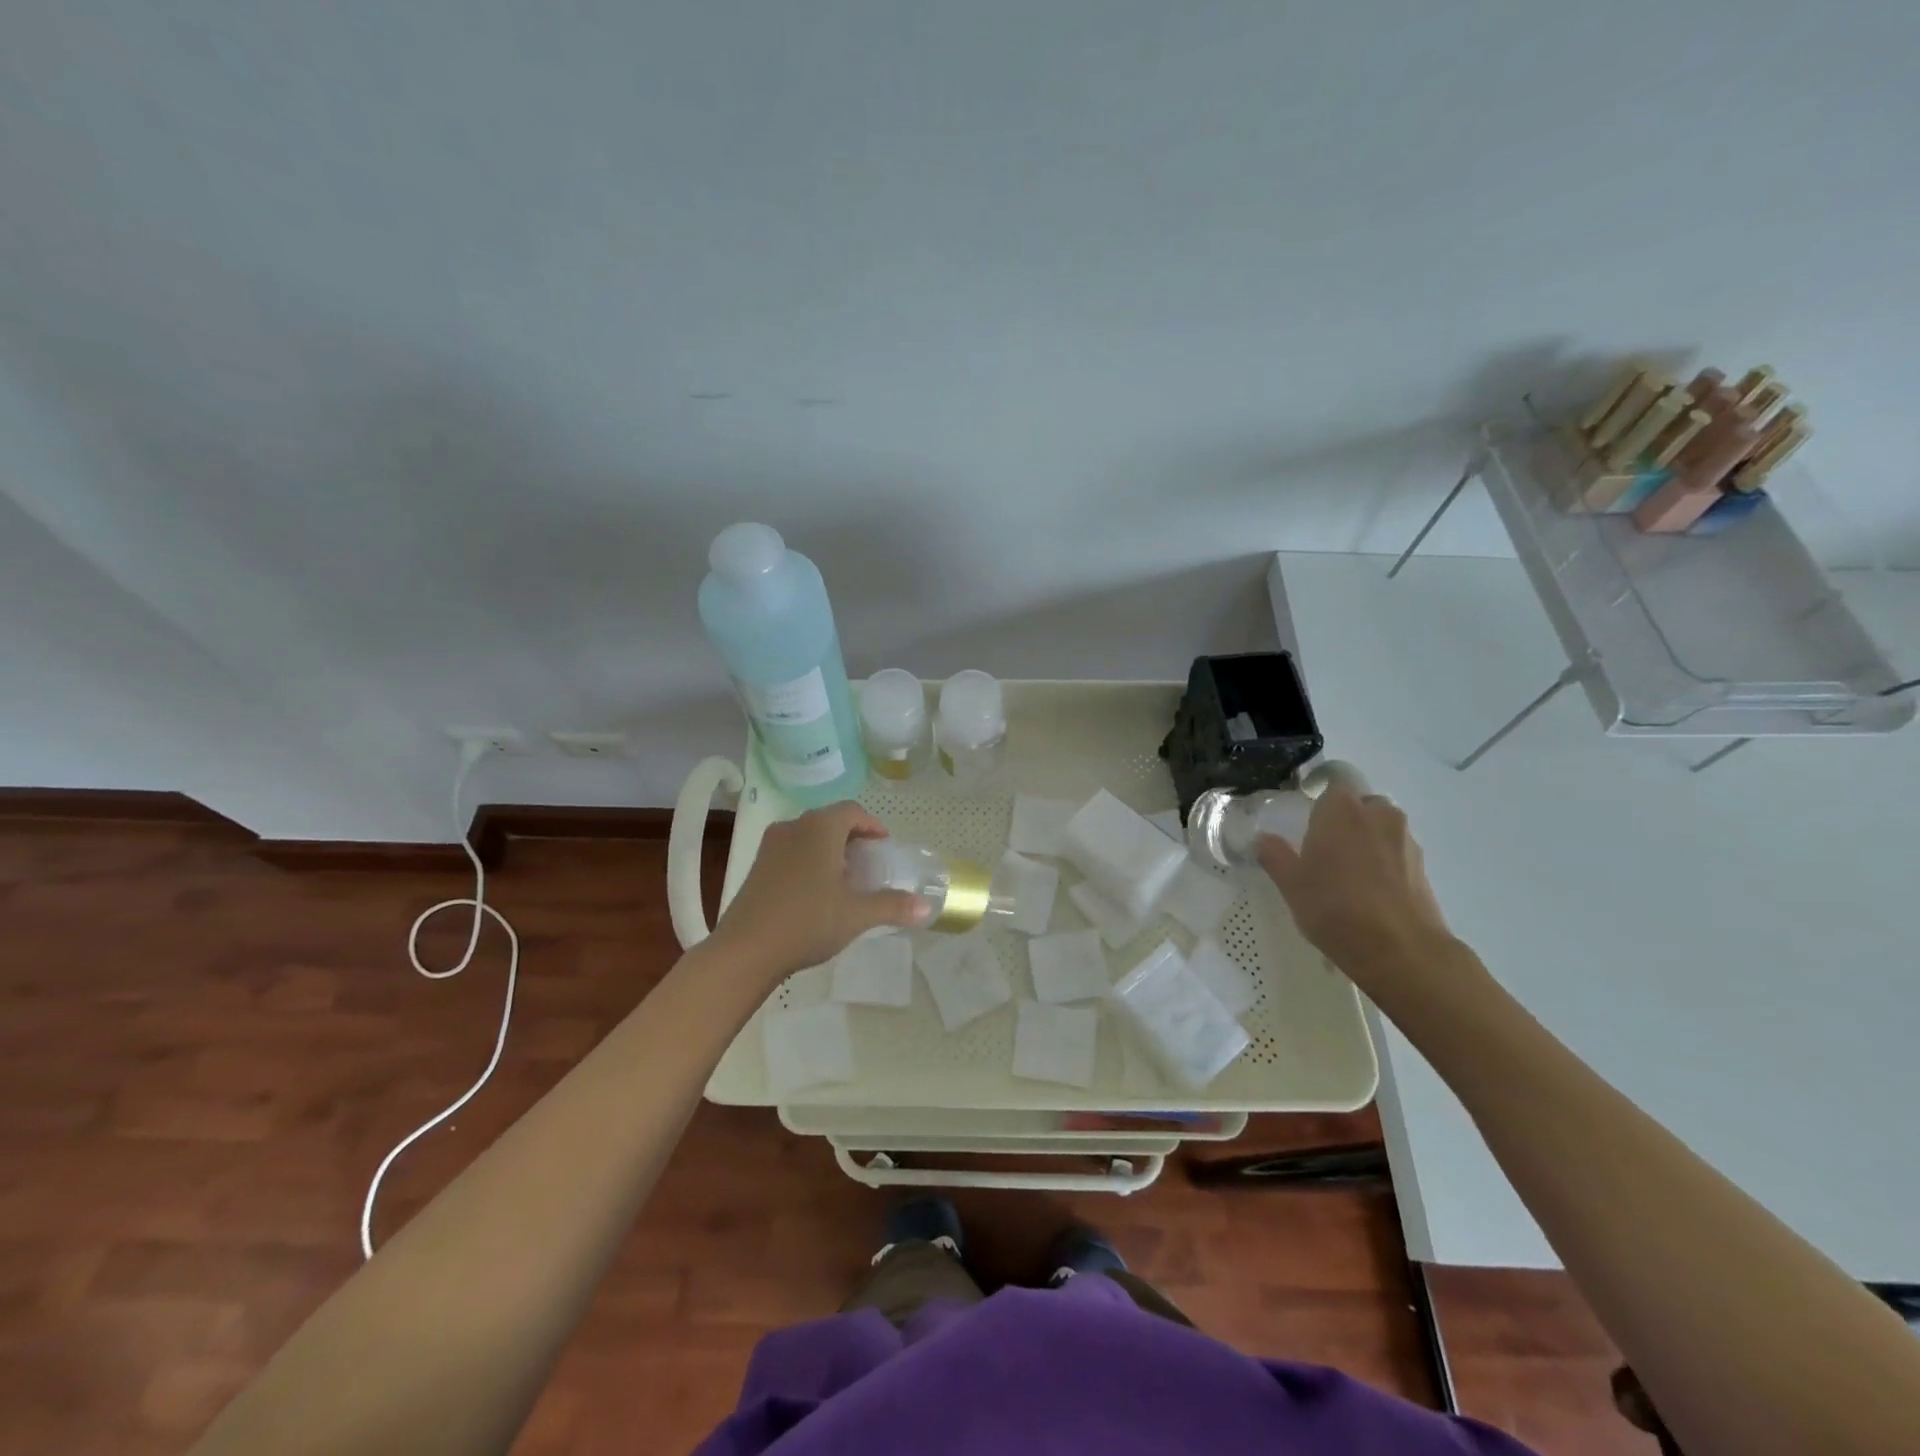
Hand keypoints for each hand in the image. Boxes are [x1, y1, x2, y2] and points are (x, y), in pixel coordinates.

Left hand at [709, 801, 929, 981]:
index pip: (852, 811)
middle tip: (868, 865)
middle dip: (852, 839)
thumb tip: (927, 907)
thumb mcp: (857, 914)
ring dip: (829, 850)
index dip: (872, 826)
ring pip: (808, 836)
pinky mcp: (757, 866)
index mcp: (820, 827)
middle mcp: (794, 826)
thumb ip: (893, 906)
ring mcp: (771, 845)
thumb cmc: (807, 921)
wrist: (745, 950)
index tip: (884, 848)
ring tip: (844, 879)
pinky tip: (815, 892)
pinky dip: (809, 861)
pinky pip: (791, 851)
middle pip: (830, 821)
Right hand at [1256, 790, 1451, 985]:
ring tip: (1347, 870)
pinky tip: (1369, 890)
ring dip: (1366, 838)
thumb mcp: (1291, 884)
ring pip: (1381, 826)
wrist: (1401, 951)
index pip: (1335, 777)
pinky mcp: (1423, 867)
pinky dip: (1383, 861)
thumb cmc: (1335, 908)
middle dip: (1345, 816)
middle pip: (1360, 802)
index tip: (1307, 806)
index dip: (1322, 787)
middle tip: (1324, 842)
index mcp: (1341, 809)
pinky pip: (1396, 851)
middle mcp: (1378, 814)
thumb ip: (1275, 855)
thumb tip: (1263, 839)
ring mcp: (1405, 840)